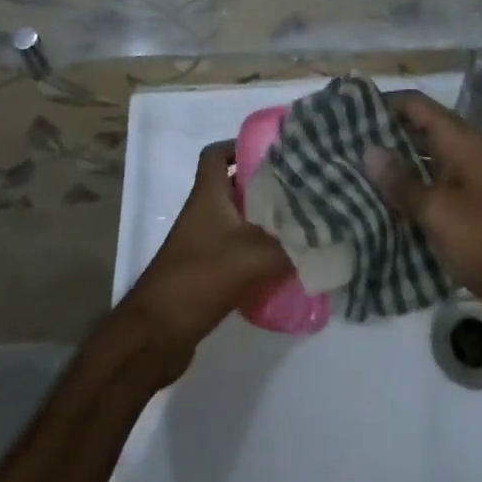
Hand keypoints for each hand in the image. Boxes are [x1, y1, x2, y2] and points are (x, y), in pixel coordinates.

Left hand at [116, 141, 291, 379]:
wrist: (155, 335)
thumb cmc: (198, 279)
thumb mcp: (252, 256)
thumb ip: (291, 243)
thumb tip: (326, 233)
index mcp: (208, 195)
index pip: (217, 153)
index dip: (241, 146)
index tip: (276, 153)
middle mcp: (204, 212)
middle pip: (235, 186)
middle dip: (267, 186)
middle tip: (302, 190)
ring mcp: (204, 242)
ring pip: (239, 219)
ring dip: (266, 221)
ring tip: (302, 224)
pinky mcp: (208, 270)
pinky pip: (238, 249)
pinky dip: (259, 252)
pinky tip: (285, 263)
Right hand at [364, 90, 481, 335]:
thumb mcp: (438, 211)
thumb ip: (401, 181)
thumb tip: (368, 151)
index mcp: (460, 141)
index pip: (415, 105)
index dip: (382, 105)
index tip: (346, 114)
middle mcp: (463, 153)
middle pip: (417, 131)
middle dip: (381, 137)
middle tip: (340, 147)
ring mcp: (466, 181)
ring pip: (422, 162)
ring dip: (392, 167)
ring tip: (350, 174)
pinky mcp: (466, 208)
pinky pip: (430, 189)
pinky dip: (407, 192)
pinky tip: (378, 206)